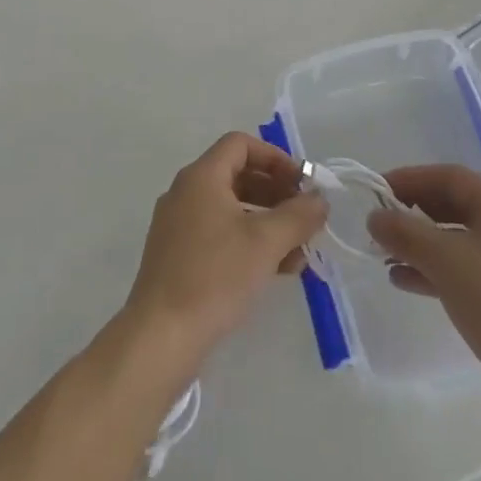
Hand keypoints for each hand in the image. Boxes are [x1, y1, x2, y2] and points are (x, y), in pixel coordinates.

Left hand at [123, 133, 326, 368]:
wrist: (161, 336)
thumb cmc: (215, 277)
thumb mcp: (266, 242)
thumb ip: (298, 215)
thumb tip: (319, 199)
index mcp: (201, 177)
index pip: (240, 144)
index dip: (275, 158)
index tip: (302, 184)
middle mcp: (185, 192)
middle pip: (237, 175)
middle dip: (276, 193)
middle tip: (306, 218)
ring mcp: (178, 224)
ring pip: (230, 208)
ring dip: (267, 222)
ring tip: (298, 252)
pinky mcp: (177, 255)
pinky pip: (218, 233)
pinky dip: (247, 242)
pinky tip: (274, 270)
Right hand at [367, 165, 480, 419]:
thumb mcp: (443, 260)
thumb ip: (404, 232)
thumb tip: (375, 217)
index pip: (450, 178)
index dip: (409, 179)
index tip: (377, 189)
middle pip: (455, 206)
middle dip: (413, 214)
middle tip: (379, 223)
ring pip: (459, 240)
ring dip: (421, 245)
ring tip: (386, 256)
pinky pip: (468, 268)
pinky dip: (437, 269)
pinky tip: (405, 280)